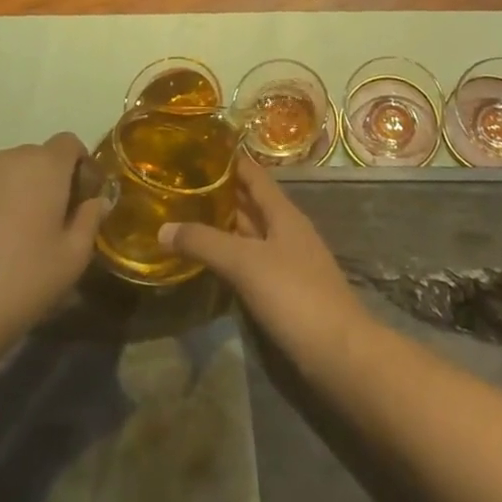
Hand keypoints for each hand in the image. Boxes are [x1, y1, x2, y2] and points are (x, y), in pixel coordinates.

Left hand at [0, 134, 103, 365]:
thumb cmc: (21, 283)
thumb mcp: (73, 259)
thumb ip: (91, 220)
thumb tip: (97, 201)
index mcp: (44, 166)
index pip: (69, 143)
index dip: (80, 166)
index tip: (81, 200)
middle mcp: (7, 160)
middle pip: (37, 158)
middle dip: (49, 181)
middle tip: (51, 223)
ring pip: (5, 175)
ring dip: (17, 194)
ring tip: (14, 239)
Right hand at [159, 157, 366, 363]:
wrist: (339, 352)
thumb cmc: (294, 294)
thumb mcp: (245, 263)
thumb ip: (205, 243)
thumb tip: (162, 227)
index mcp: (283, 212)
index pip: (254, 174)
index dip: (230, 160)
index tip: (198, 149)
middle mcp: (286, 230)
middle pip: (251, 203)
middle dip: (220, 193)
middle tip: (181, 185)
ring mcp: (288, 261)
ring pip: (251, 233)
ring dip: (224, 225)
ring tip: (186, 218)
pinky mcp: (285, 290)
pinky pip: (252, 261)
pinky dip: (231, 256)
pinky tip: (210, 262)